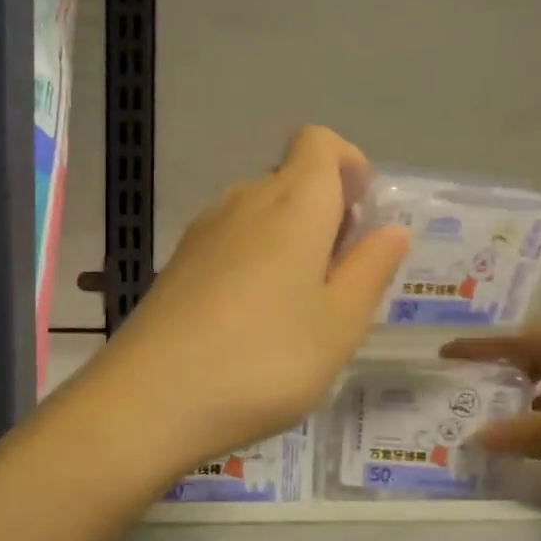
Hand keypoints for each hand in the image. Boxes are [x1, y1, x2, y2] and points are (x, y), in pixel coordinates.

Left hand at [89, 126, 409, 477]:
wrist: (150, 399)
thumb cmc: (265, 358)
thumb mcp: (340, 323)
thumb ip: (370, 269)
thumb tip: (390, 230)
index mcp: (293, 202)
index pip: (319, 141)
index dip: (347, 164)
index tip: (360, 216)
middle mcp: (245, 200)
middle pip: (291, 179)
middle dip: (325, 214)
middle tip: (339, 280)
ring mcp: (204, 230)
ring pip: (260, 214)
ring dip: (289, 242)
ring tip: (298, 309)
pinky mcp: (178, 263)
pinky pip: (230, 242)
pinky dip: (254, 262)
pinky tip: (251, 323)